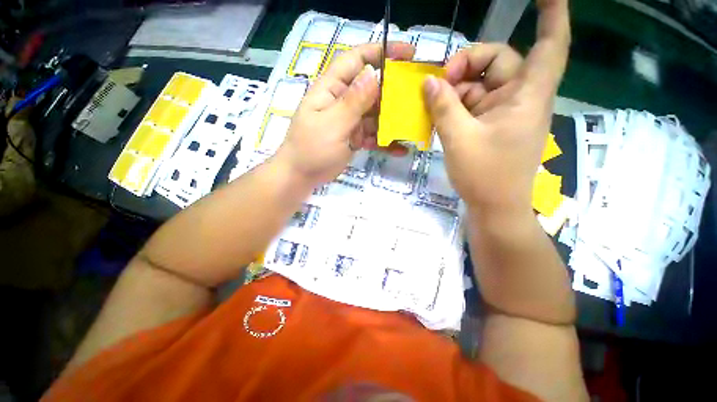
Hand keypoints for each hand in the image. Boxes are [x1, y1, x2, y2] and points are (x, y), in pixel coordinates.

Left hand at [278, 42, 414, 185]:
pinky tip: (400, 149)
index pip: (356, 60)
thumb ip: (352, 102)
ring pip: (376, 113)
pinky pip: (373, 135)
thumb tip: (374, 75)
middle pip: (372, 88)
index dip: (381, 52)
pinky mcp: (354, 137)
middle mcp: (343, 101)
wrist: (301, 176)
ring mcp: (350, 120)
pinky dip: (385, 141)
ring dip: (393, 119)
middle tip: (418, 97)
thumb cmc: (311, 149)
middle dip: (394, 91)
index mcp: (332, 88)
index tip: (408, 54)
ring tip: (414, 126)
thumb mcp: (332, 125)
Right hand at [423, 0, 569, 213]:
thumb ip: (444, 107)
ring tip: (433, 103)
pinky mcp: (492, 125)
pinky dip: (456, 105)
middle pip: (498, 61)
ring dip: (456, 89)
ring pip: (481, 84)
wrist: (494, 207)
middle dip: (466, 64)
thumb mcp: (459, 138)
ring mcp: (505, 112)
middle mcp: (520, 98)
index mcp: (526, 96)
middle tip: (439, 82)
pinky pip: (473, 104)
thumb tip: (428, 83)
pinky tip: (439, 114)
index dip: (552, 14)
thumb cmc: (485, 175)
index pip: (550, 44)